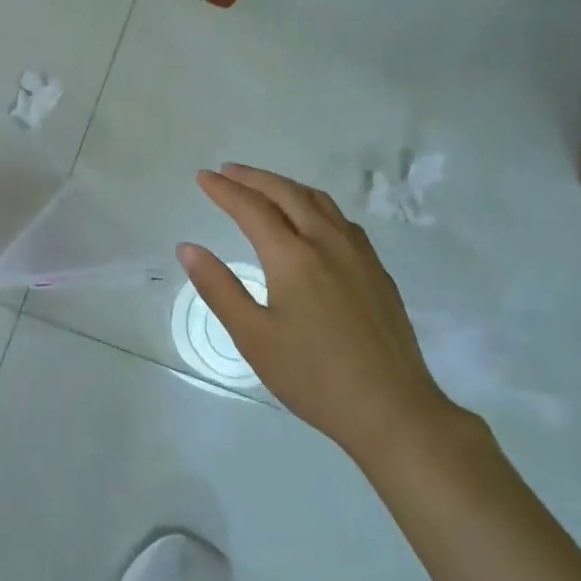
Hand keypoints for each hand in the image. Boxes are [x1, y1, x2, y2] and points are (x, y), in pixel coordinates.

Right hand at [179, 164, 458, 466]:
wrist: (392, 409)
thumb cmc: (313, 376)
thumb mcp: (253, 336)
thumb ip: (218, 288)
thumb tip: (188, 248)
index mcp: (293, 257)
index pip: (251, 208)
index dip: (224, 190)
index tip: (202, 176)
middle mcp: (328, 243)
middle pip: (287, 193)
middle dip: (254, 178)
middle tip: (227, 171)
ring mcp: (359, 255)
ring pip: (319, 202)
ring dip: (286, 187)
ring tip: (264, 187)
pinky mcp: (377, 271)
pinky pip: (341, 220)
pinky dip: (314, 205)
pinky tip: (311, 221)